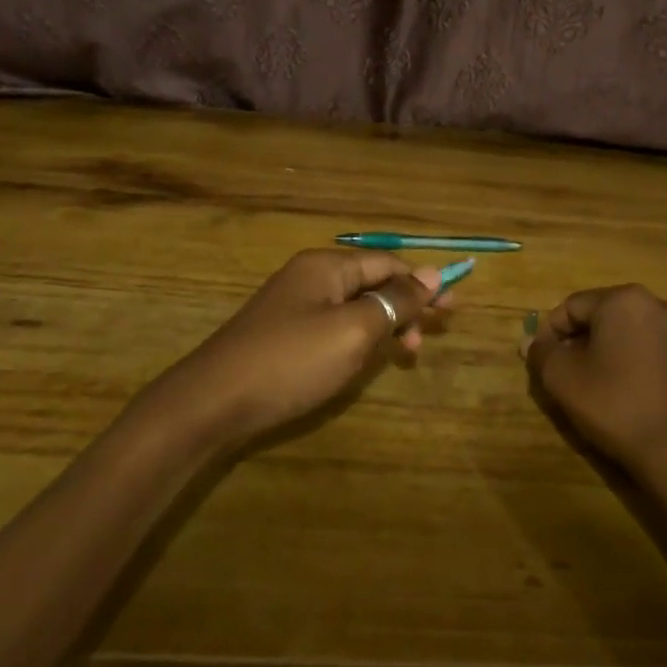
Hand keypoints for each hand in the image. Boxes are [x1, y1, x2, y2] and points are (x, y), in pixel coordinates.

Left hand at [141, 249, 446, 454]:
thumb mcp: (354, 330)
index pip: (388, 264)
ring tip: (403, 356)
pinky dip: (357, 340)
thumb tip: (432, 272)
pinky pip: (332, 327)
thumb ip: (395, 301)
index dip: (423, 284)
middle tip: (428, 338)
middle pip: (371, 283)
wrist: (212, 403)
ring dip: (383, 326)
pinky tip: (364, 360)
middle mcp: (309, 278)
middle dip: (404, 307)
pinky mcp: (282, 336)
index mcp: (326, 266)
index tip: (454, 309)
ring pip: (353, 308)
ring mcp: (292, 307)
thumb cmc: (291, 361)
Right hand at [521, 284, 666, 480]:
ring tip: (598, 385)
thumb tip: (532, 341)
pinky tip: (631, 394)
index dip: (550, 333)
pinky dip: (638, 364)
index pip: (572, 306)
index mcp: (625, 300)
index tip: (542, 361)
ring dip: (610, 351)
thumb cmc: (615, 406)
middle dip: (581, 341)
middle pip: (605, 316)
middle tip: (567, 374)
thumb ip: (541, 352)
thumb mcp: (562, 378)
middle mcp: (660, 305)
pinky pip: (657, 351)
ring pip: (633, 333)